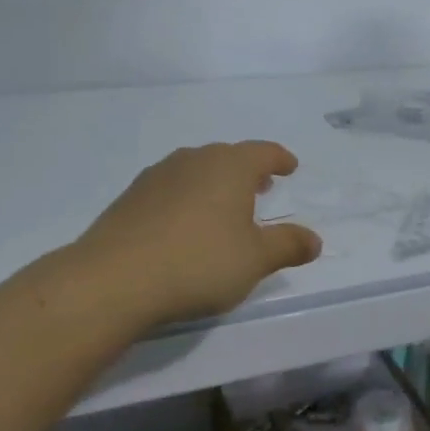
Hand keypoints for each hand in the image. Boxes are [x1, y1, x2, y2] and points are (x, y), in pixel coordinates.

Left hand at [74, 141, 321, 324]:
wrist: (114, 279)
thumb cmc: (198, 262)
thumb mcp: (255, 260)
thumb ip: (287, 245)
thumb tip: (314, 239)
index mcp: (230, 166)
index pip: (263, 152)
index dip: (280, 159)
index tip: (290, 167)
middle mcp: (194, 159)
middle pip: (228, 156)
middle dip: (247, 170)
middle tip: (261, 186)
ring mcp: (157, 176)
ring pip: (196, 169)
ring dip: (214, 182)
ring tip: (223, 205)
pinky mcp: (130, 197)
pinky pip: (170, 188)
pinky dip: (186, 197)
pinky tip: (184, 224)